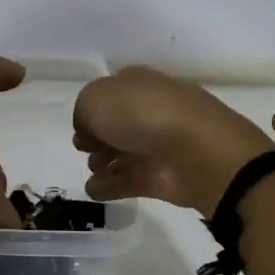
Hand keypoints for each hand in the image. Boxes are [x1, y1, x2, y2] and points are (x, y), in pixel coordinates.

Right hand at [73, 67, 274, 216]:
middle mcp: (149, 110)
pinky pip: (128, 181)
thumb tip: (88, 132)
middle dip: (98, 137)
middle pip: (116, 124)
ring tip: (93, 169)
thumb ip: (83, 113)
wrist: (194, 152)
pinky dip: (110, 186)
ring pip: (122, 152)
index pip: (109, 92)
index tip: (80, 127)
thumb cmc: (142, 115)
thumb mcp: (95, 100)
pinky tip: (94, 190)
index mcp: (137, 83)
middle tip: (86, 149)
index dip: (91, 109)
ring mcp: (156, 145)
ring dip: (103, 162)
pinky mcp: (160, 176)